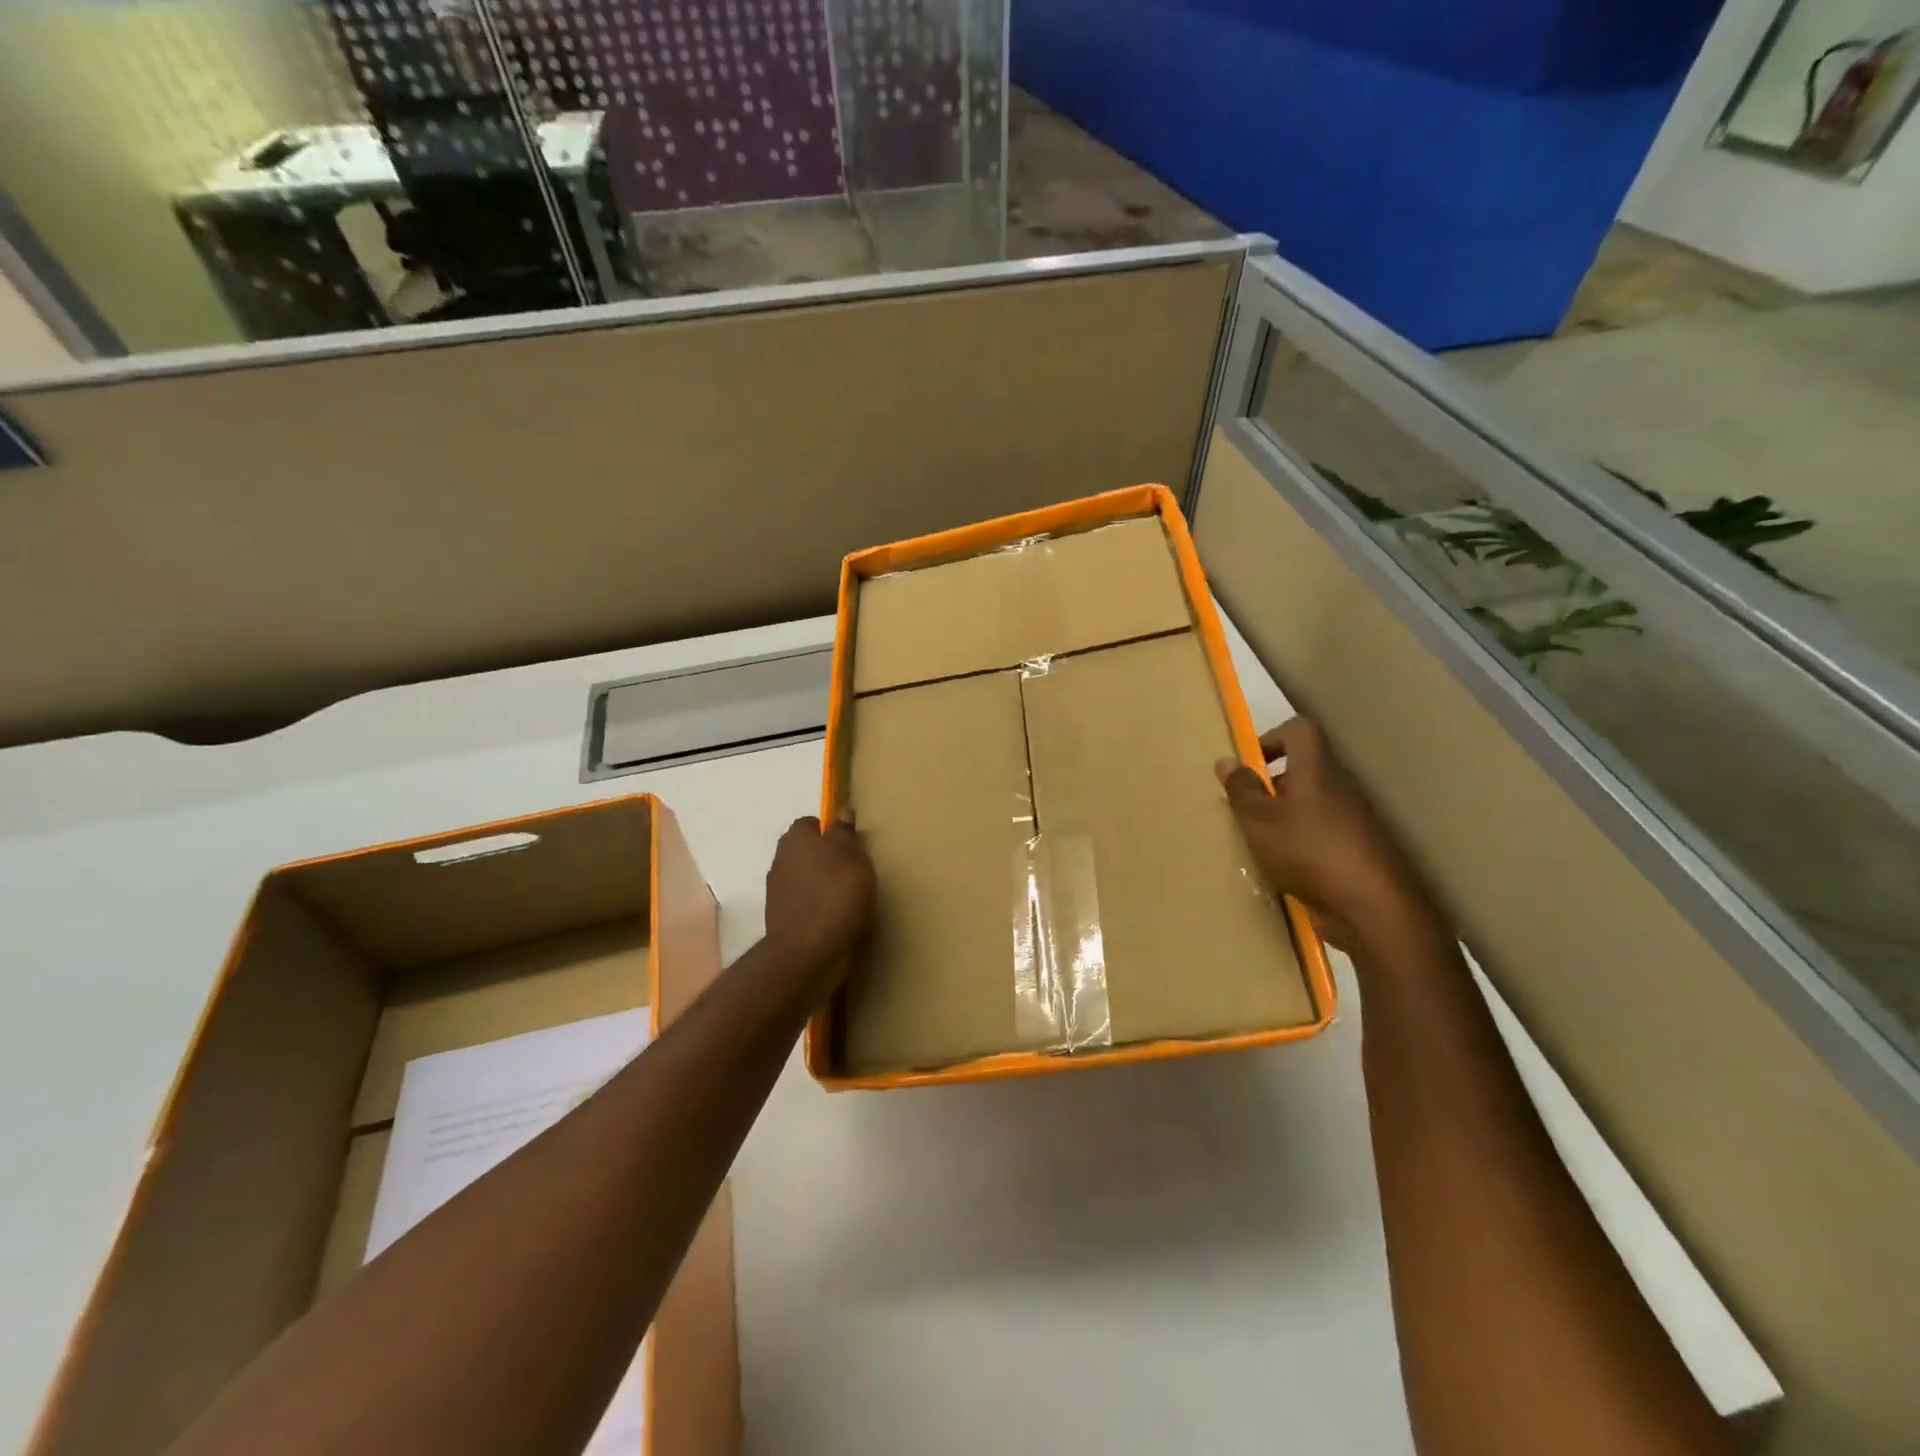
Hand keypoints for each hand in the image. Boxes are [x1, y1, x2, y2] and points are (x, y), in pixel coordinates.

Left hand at [763, 815, 874, 989]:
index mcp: (795, 839)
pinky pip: (805, 905)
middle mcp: (781, 861)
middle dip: (826, 858)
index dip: (830, 831)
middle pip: (806, 852)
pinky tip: (837, 918)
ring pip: (805, 879)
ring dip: (822, 885)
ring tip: (849, 898)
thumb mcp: (851, 856)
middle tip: (854, 870)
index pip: (810, 824)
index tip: (851, 844)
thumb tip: (842, 810)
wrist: (808, 953)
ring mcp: (778, 893)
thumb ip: (845, 833)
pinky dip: (819, 908)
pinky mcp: (782, 920)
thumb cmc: (835, 894)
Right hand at [1218, 717, 1439, 951]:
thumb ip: (1242, 790)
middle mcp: (1339, 789)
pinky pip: (1321, 836)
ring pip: (1312, 806)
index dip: (1272, 737)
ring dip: (1284, 818)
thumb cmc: (1308, 851)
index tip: (1249, 765)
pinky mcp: (1357, 853)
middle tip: (1245, 809)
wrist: (1372, 908)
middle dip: (1272, 785)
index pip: (1300, 731)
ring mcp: (1352, 823)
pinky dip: (1300, 846)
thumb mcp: (1260, 820)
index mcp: (1316, 771)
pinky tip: (1284, 870)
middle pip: (1304, 770)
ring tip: (1259, 843)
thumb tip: (1227, 760)